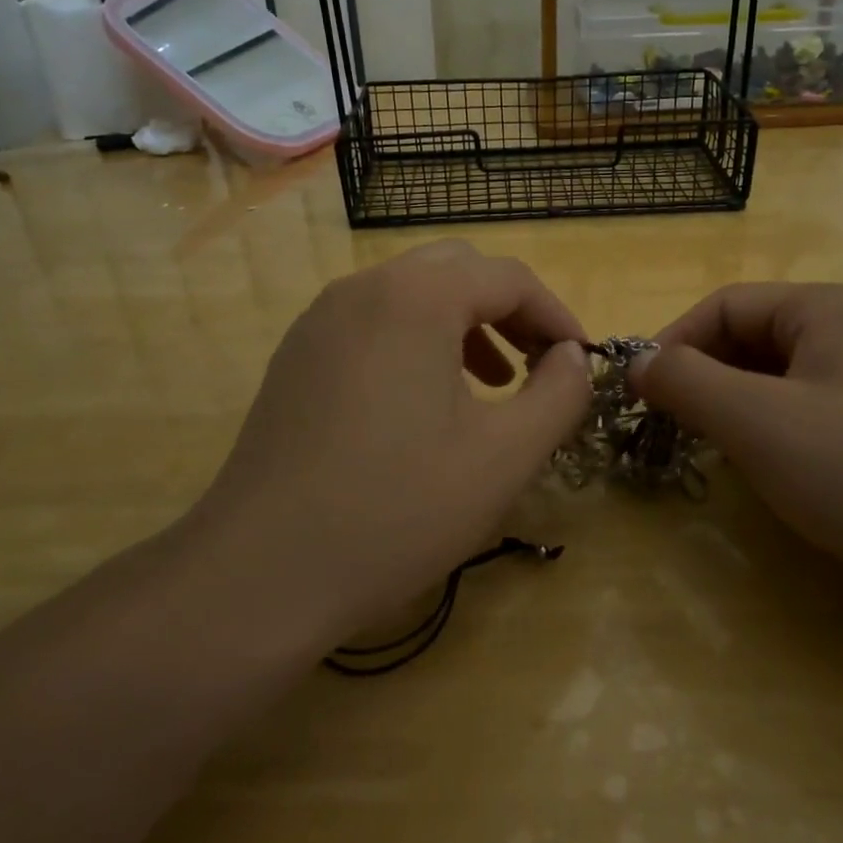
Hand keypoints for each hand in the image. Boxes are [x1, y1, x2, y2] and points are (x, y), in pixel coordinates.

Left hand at [187, 241, 591, 645]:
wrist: (262, 573)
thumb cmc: (397, 510)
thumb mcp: (505, 456)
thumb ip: (559, 394)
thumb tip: (573, 356)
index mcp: (416, 297)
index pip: (508, 277)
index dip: (556, 314)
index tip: (580, 361)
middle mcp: (363, 289)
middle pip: (457, 269)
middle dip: (509, 310)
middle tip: (537, 363)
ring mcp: (320, 320)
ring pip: (411, 293)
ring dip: (463, 323)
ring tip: (492, 383)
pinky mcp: (297, 355)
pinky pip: (373, 323)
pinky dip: (417, 340)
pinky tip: (426, 402)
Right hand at [633, 283, 842, 563]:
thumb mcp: (756, 421)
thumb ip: (685, 382)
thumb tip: (634, 362)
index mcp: (825, 308)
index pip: (724, 306)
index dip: (672, 342)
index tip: (637, 392)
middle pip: (747, 339)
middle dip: (699, 377)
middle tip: (663, 425)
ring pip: (769, 379)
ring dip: (726, 406)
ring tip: (699, 446)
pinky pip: (796, 411)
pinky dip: (760, 430)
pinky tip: (751, 466)